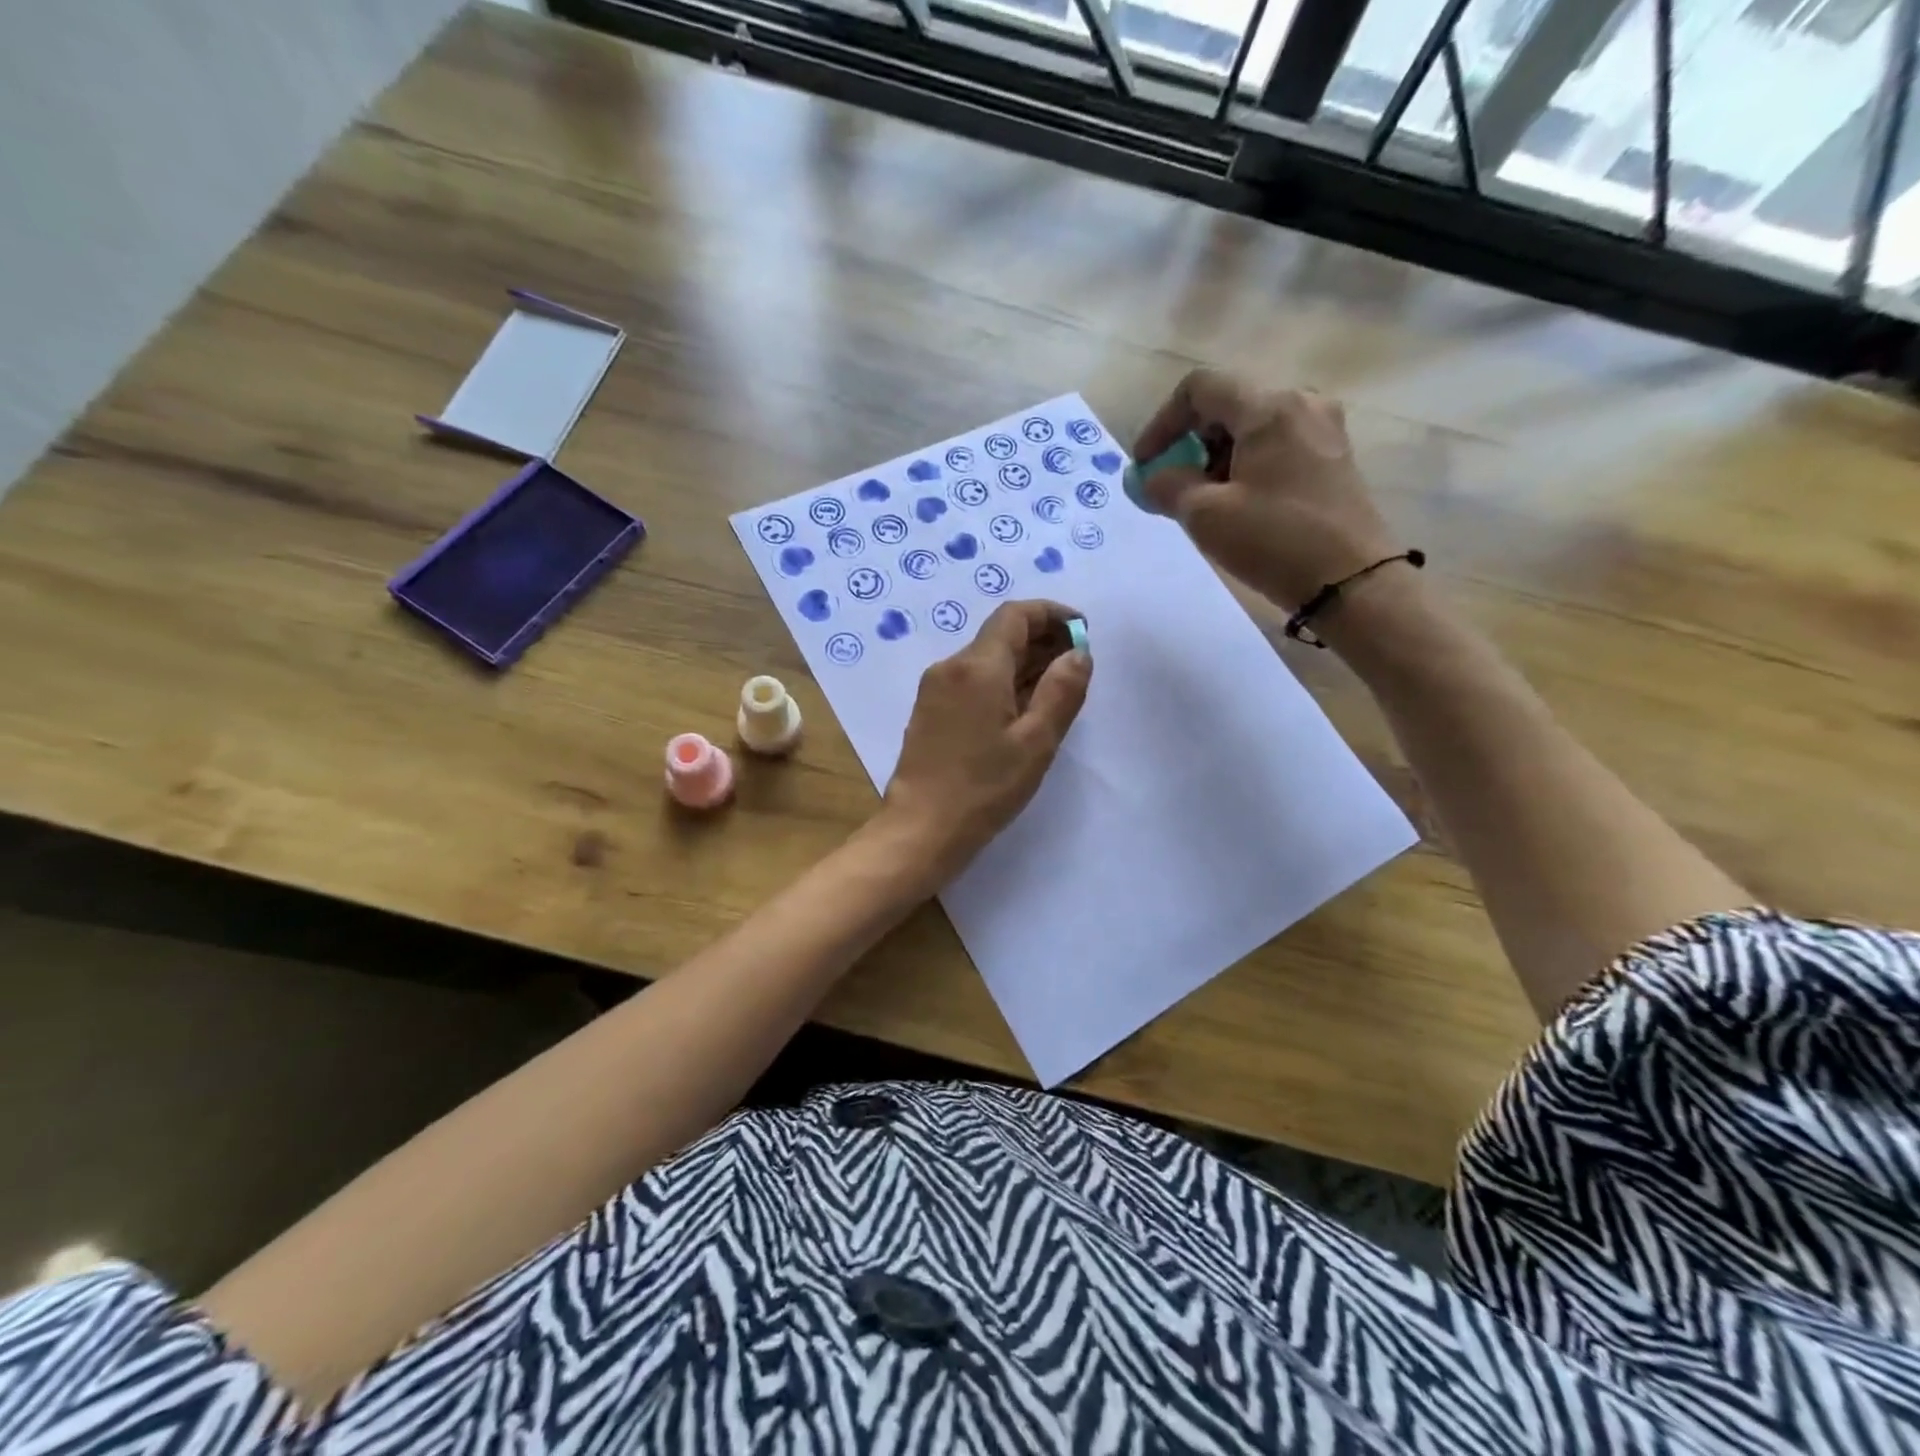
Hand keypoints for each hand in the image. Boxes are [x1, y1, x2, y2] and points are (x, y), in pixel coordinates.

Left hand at [880, 600, 1091, 884]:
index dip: (1052, 614)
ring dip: (1023, 663)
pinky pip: (972, 681)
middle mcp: (950, 666)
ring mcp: (935, 688)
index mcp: (977, 666)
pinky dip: (1002, 682)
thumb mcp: (1036, 742)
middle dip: (1042, 640)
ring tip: (1058, 687)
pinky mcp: (929, 711)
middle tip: (1077, 664)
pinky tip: (1022, 709)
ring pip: (986, 659)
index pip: (1016, 615)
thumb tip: (1078, 653)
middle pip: (1000, 635)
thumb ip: (1062, 691)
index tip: (1082, 631)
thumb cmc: (984, 788)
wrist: (920, 829)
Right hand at [1133, 369, 1400, 609]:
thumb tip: (1153, 477)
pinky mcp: (1333, 457)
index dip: (1162, 422)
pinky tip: (1237, 504)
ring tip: (1204, 501)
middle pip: (1228, 404)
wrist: (1351, 582)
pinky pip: (1276, 445)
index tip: (1146, 465)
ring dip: (1216, 457)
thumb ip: (1168, 486)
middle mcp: (1301, 403)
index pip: (1200, 388)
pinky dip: (1245, 465)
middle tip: (1173, 486)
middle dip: (1190, 442)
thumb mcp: (1205, 515)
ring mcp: (1323, 429)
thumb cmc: (1274, 541)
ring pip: (1252, 426)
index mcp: (1269, 407)